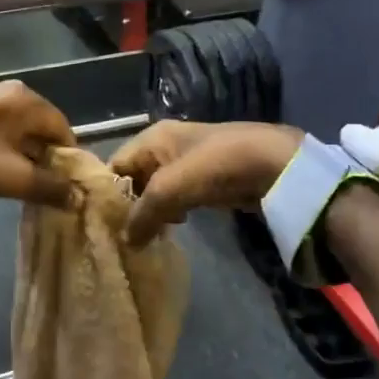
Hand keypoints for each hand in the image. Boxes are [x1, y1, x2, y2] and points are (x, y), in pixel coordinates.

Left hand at [0, 80, 76, 207]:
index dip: (66, 156)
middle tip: (41, 184)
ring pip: (17, 124)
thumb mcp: (9, 179)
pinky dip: (3, 143)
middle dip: (44, 153)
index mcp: (20, 97)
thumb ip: (47, 186)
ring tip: (19, 179)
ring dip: (23, 150)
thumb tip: (77, 197)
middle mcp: (4, 86)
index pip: (60, 125)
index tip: (64, 183)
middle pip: (39, 123)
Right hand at [110, 121, 302, 245]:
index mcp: (152, 137)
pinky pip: (179, 196)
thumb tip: (127, 242)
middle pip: (135, 177)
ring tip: (150, 235)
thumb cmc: (216, 167)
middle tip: (127, 235)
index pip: (115, 164)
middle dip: (131, 205)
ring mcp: (188, 161)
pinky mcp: (207, 178)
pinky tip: (176, 227)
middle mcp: (166, 144)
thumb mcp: (170, 188)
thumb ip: (143, 214)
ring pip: (157, 190)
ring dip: (153, 211)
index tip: (103, 223)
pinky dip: (174, 211)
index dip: (108, 193)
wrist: (275, 165)